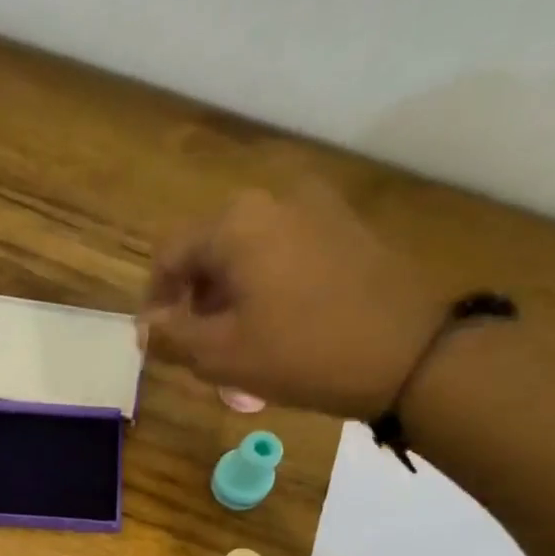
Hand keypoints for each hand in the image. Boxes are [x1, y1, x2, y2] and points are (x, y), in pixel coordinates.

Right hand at [141, 181, 446, 420]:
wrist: (407, 353)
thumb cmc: (300, 353)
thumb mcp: (219, 355)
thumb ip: (172, 336)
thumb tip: (147, 326)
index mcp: (235, 223)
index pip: (168, 255)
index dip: (154, 302)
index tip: (157, 343)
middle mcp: (273, 200)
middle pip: (209, 249)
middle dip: (193, 299)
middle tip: (195, 347)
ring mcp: (316, 209)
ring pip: (247, 252)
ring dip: (228, 295)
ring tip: (235, 343)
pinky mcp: (345, 229)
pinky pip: (283, 253)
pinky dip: (265, 286)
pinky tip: (274, 326)